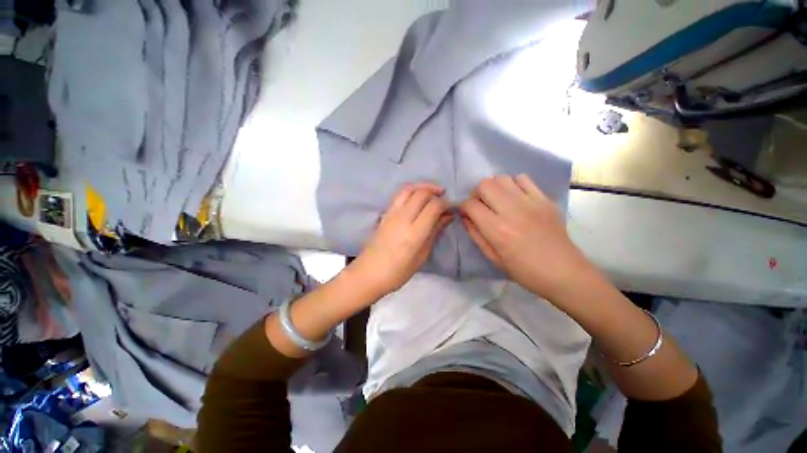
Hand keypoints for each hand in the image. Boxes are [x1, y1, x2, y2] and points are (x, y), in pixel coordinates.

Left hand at [349, 183, 452, 297]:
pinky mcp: (384, 214)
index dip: (446, 204)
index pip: (433, 206)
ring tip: (432, 193)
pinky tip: (417, 198)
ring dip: (422, 187)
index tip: (452, 208)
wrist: (369, 273)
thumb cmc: (398, 272)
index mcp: (414, 233)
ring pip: (408, 189)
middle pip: (421, 193)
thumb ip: (434, 232)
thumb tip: (448, 216)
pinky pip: (399, 195)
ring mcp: (391, 214)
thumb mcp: (422, 256)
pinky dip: (411, 191)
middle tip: (444, 197)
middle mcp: (402, 218)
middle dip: (435, 191)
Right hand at [459, 174, 590, 299]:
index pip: (471, 205)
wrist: (563, 271)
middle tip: (480, 205)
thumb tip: (465, 217)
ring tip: (497, 200)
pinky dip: (513, 184)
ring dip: (493, 187)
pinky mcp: (544, 199)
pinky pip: (523, 179)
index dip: (463, 206)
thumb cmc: (524, 270)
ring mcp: (530, 202)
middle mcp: (512, 211)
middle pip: (484, 185)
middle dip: (476, 193)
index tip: (465, 212)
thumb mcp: (493, 258)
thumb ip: (476, 234)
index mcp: (497, 230)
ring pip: (502, 178)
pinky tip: (515, 197)